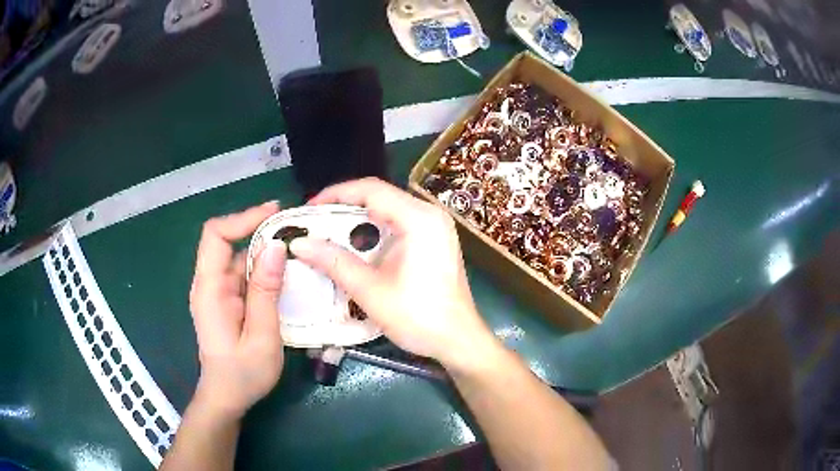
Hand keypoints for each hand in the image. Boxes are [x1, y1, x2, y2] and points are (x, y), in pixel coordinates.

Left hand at [189, 201, 285, 420]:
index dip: (243, 218)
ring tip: (298, 249)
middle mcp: (209, 284)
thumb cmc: (244, 374)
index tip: (276, 214)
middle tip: (296, 229)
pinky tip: (287, 274)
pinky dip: (264, 269)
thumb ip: (266, 291)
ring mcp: (217, 292)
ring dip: (265, 250)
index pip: (216, 235)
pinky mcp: (227, 300)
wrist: (227, 397)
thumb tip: (276, 246)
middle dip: (259, 230)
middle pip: (228, 242)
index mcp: (210, 289)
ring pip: (238, 257)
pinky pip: (243, 275)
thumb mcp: (262, 336)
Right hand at [288, 178, 498, 370]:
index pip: (371, 190)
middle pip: (380, 197)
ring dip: (358, 222)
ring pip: (388, 211)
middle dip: (344, 209)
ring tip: (329, 237)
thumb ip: (333, 262)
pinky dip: (375, 233)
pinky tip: (357, 249)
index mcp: (419, 218)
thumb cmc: (418, 317)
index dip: (335, 195)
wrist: (458, 341)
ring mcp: (436, 227)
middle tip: (315, 225)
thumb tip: (298, 244)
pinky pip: (399, 225)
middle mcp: (430, 214)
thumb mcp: (370, 290)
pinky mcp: (435, 241)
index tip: (309, 210)